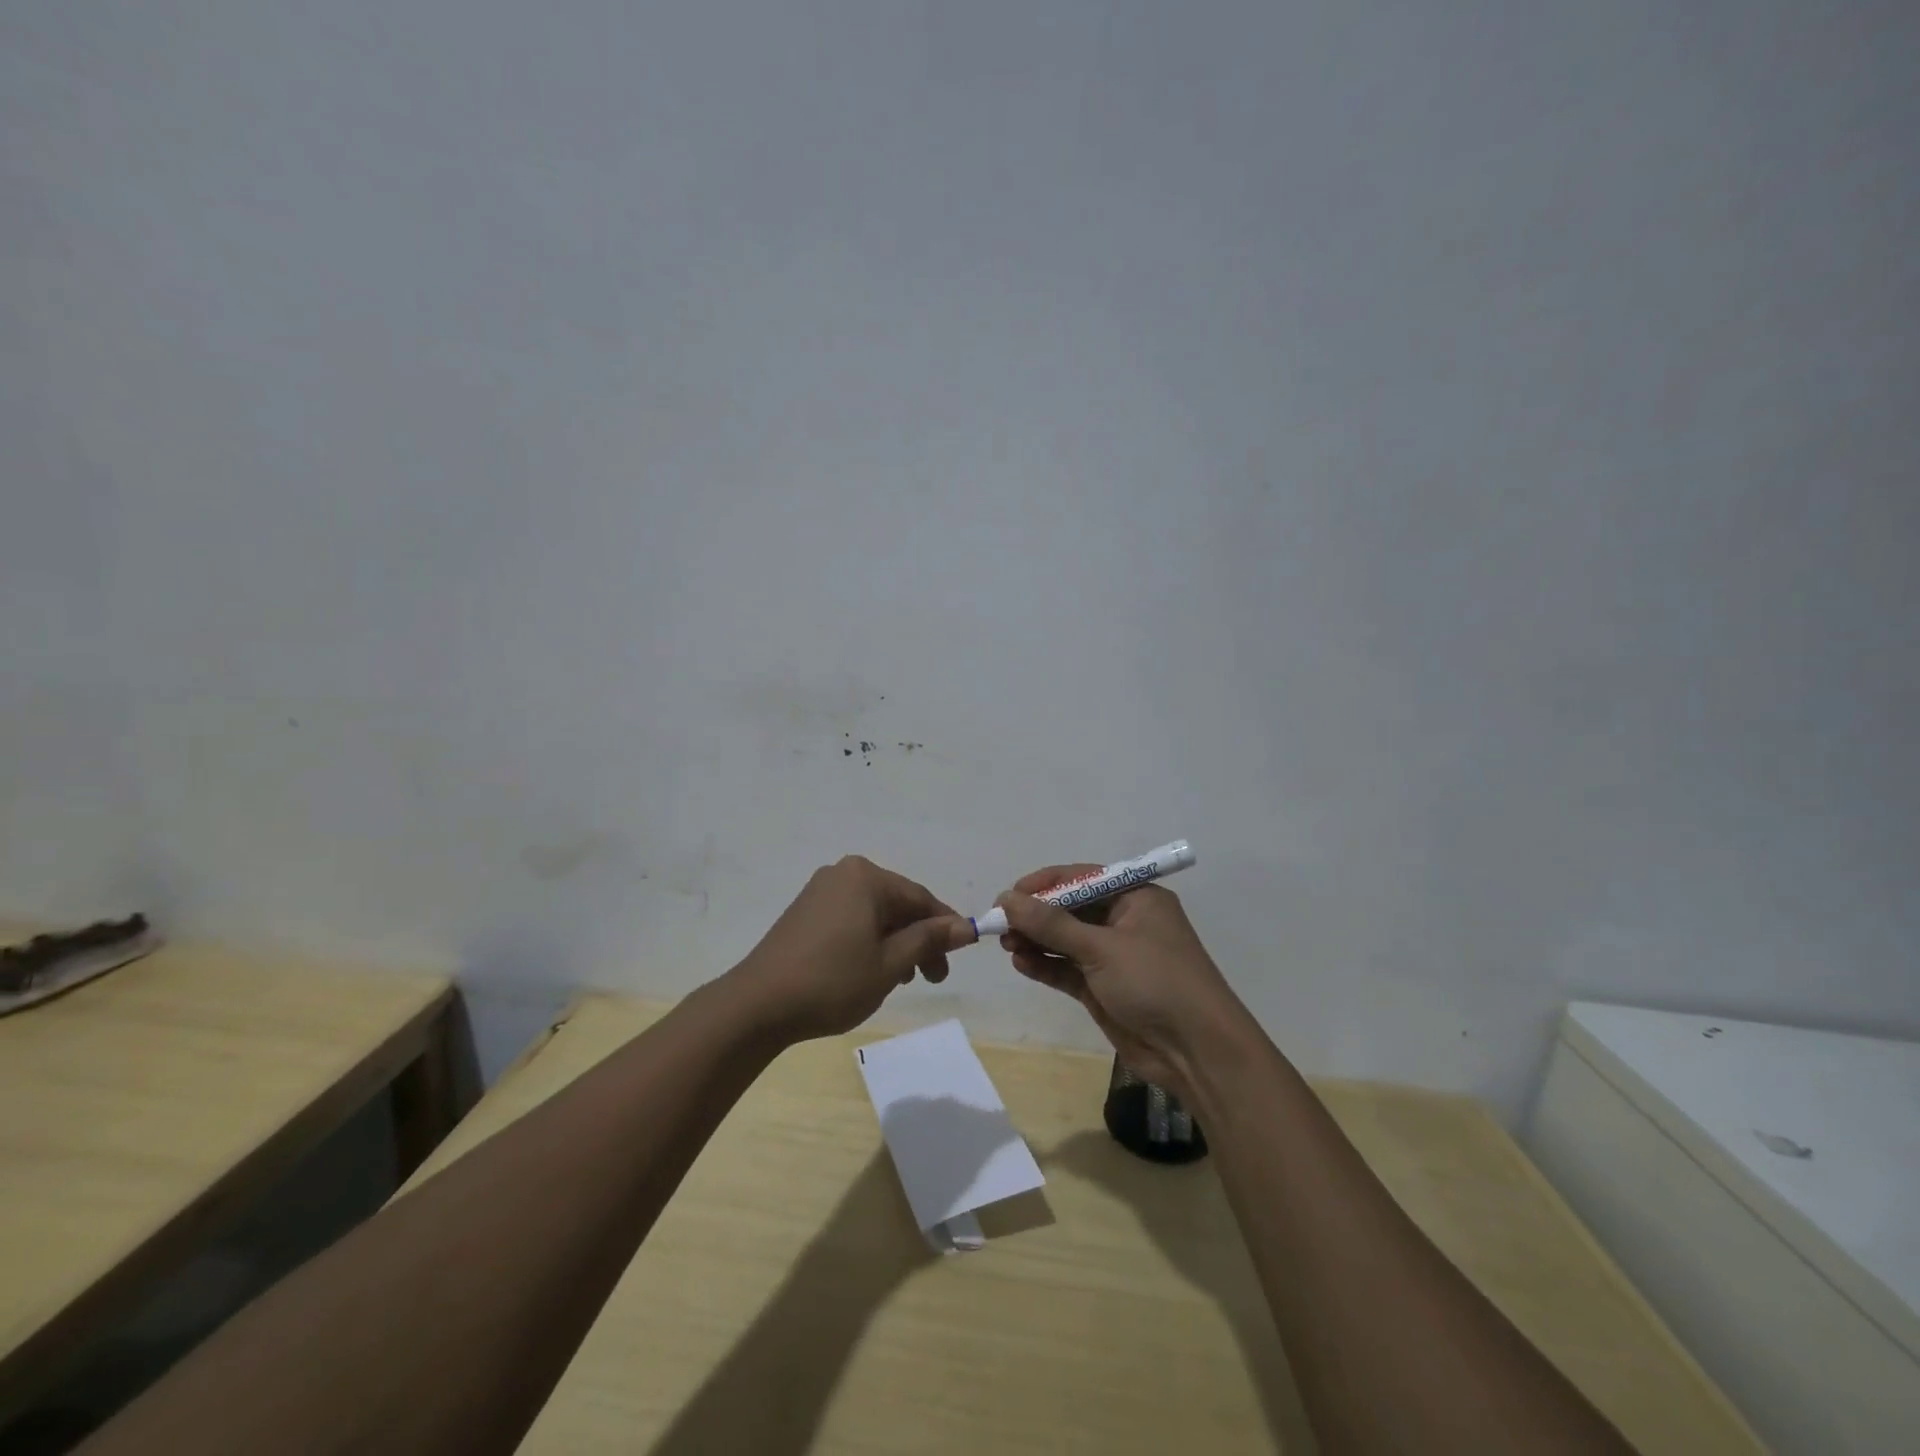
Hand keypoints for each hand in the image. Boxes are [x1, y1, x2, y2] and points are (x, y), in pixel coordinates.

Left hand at [731, 856, 972, 1041]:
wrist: (758, 1005)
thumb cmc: (832, 981)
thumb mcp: (890, 963)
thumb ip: (929, 940)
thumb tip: (967, 926)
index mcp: (866, 877)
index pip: (920, 898)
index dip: (945, 926)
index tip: (962, 955)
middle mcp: (843, 874)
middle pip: (897, 904)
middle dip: (919, 939)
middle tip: (932, 978)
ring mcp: (820, 891)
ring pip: (874, 914)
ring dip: (895, 943)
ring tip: (901, 980)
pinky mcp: (805, 912)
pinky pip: (851, 919)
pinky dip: (869, 941)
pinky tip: (871, 970)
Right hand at [996, 865, 1245, 1099]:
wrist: (1197, 1052)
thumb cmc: (1155, 982)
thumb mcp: (1102, 947)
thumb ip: (1051, 923)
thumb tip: (1007, 898)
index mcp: (1136, 898)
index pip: (1083, 878)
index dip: (1045, 884)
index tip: (1009, 895)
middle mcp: (1125, 922)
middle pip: (1071, 909)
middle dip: (1036, 915)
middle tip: (1000, 924)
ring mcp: (1114, 957)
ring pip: (1066, 940)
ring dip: (1037, 940)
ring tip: (1005, 944)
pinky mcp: (1105, 989)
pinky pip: (1068, 969)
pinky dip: (1046, 965)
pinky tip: (1021, 963)